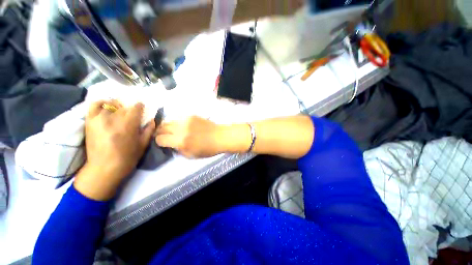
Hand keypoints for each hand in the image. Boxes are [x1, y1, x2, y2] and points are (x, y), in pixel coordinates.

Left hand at [74, 100, 155, 200]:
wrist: (104, 168)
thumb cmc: (127, 157)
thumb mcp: (143, 144)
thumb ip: (149, 130)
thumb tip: (152, 120)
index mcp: (128, 124)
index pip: (136, 107)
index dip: (140, 107)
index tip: (142, 109)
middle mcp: (113, 118)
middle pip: (124, 106)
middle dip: (130, 109)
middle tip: (132, 116)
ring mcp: (99, 118)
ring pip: (110, 104)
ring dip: (117, 107)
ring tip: (119, 113)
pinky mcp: (89, 121)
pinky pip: (94, 105)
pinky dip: (101, 103)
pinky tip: (106, 107)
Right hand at [155, 116, 229, 158]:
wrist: (220, 137)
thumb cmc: (208, 149)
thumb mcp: (191, 155)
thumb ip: (178, 150)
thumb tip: (170, 144)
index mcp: (181, 141)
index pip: (160, 139)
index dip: (159, 142)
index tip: (163, 143)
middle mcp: (181, 129)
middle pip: (161, 128)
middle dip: (161, 133)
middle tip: (165, 136)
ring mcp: (186, 120)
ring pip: (169, 121)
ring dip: (168, 127)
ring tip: (173, 131)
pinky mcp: (191, 115)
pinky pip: (178, 118)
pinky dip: (177, 123)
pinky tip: (183, 126)